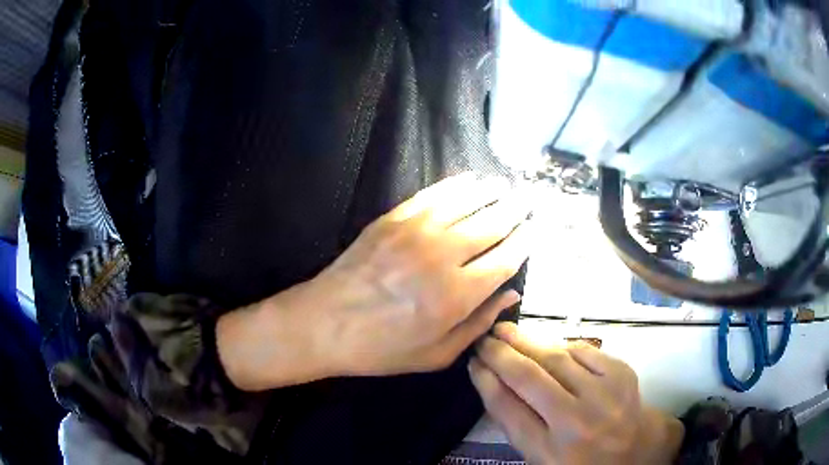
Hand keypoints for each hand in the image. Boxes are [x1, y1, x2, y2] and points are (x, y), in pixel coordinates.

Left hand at [318, 173, 532, 375]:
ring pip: (466, 204)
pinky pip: (433, 195)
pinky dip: (456, 186)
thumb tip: (511, 294)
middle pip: (491, 225)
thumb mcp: (436, 355)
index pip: (504, 260)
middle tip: (527, 201)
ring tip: (505, 187)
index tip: (535, 230)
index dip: (524, 242)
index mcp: (456, 296)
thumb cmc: (381, 349)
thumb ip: (478, 324)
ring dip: (490, 193)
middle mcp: (442, 257)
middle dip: (514, 211)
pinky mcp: (392, 219)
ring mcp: (415, 232)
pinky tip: (470, 180)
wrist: (323, 324)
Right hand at [469, 323, 683, 464]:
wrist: (637, 450)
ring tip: (506, 330)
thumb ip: (518, 424)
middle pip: (528, 378)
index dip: (485, 381)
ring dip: (526, 341)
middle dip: (500, 353)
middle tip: (484, 338)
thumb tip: (493, 380)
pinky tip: (547, 344)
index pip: (507, 409)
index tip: (473, 362)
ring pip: (555, 358)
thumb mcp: (541, 457)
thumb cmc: (582, 460)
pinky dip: (560, 345)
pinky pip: (583, 350)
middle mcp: (575, 423)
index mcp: (548, 451)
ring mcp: (603, 395)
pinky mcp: (622, 374)